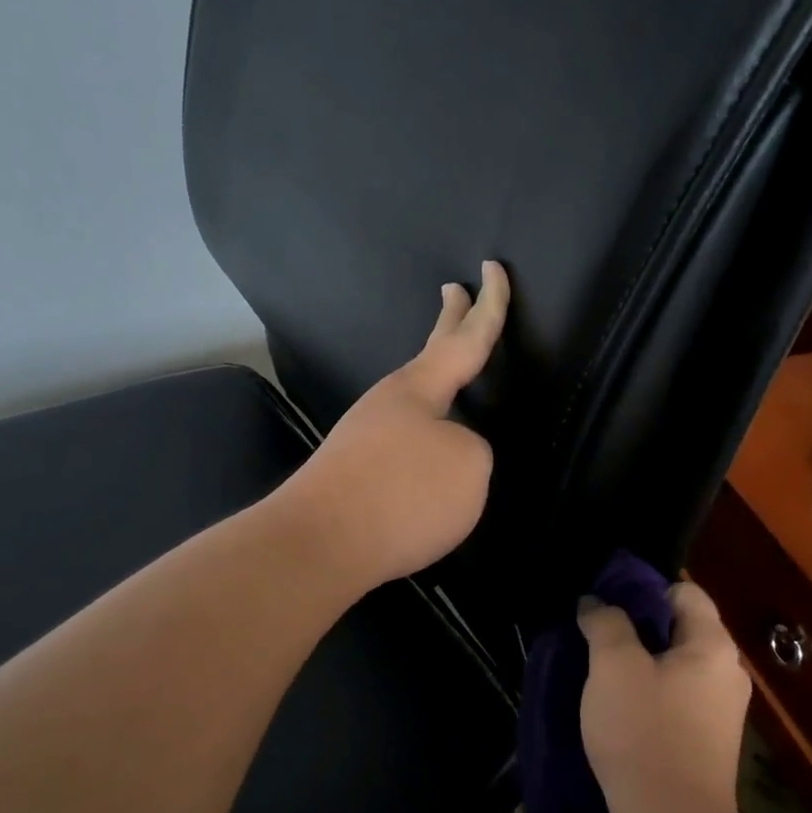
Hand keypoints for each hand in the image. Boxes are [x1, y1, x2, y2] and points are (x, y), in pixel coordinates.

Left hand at [283, 261, 509, 592]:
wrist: (319, 544)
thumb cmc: (403, 495)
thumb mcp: (468, 467)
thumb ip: (472, 450)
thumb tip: (448, 455)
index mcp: (419, 388)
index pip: (466, 340)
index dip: (489, 306)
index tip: (492, 268)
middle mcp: (389, 403)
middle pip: (430, 355)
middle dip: (449, 322)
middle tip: (453, 289)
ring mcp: (367, 437)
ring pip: (414, 403)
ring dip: (436, 387)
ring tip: (456, 390)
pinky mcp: (355, 474)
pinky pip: (402, 442)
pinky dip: (422, 435)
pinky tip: (428, 457)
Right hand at [579, 582, 751, 812]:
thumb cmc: (644, 734)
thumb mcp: (614, 667)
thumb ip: (605, 623)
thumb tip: (597, 602)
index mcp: (713, 644)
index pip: (684, 590)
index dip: (644, 589)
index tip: (605, 603)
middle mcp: (728, 671)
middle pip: (681, 627)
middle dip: (638, 626)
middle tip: (596, 637)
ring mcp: (723, 709)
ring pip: (677, 665)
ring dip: (641, 662)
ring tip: (601, 673)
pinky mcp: (710, 740)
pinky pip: (678, 697)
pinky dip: (651, 692)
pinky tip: (621, 709)